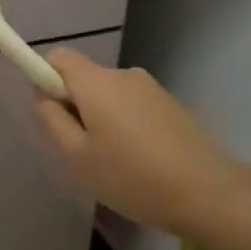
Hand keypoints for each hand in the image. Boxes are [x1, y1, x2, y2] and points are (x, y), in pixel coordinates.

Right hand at [32, 50, 250, 240]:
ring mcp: (151, 88)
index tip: (53, 114)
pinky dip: (127, 125)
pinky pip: (133, 106)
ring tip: (115, 162)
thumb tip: (43, 94)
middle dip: (76, 106)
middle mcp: (123, 74)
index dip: (46, 79)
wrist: (207, 192)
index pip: (58, 57)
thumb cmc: (132, 176)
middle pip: (85, 78)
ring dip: (103, 118)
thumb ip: (52, 119)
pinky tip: (141, 161)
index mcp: (96, 82)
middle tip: (82, 150)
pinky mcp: (171, 104)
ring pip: (110, 95)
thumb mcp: (77, 156)